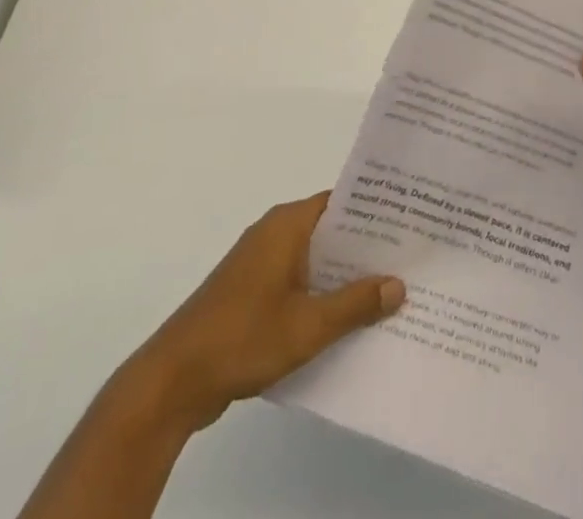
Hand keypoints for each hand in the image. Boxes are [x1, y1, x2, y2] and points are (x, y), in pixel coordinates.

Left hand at [109, 192, 403, 434]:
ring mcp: (260, 264)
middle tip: (410, 258)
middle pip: (330, 230)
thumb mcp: (308, 325)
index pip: (341, 202)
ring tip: (389, 290)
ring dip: (344, 274)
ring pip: (314, 259)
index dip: (375, 211)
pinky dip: (321, 294)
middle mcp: (274, 233)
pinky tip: (348, 320)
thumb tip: (398, 284)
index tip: (410, 220)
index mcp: (287, 224)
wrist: (172, 380)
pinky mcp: (251, 293)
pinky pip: (297, 282)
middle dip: (365, 246)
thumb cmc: (242, 337)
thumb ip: (355, 303)